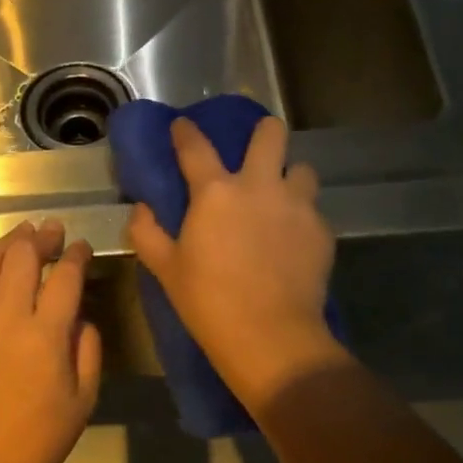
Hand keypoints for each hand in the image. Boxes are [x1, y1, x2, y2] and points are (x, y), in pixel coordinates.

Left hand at [0, 220, 101, 462]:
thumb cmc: (40, 437)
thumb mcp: (84, 397)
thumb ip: (88, 348)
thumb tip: (79, 316)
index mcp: (45, 334)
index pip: (64, 276)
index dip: (76, 255)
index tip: (82, 247)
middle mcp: (6, 317)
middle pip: (22, 256)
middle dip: (41, 237)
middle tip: (51, 231)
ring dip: (5, 242)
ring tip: (19, 236)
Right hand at [127, 117, 350, 415]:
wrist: (271, 337)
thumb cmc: (208, 301)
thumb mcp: (166, 269)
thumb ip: (147, 233)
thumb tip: (141, 208)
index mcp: (215, 191)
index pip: (196, 146)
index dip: (186, 131)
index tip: (182, 125)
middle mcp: (259, 186)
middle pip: (270, 134)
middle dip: (264, 132)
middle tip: (257, 148)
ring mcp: (296, 205)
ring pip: (302, 168)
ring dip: (290, 176)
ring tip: (281, 197)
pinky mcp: (321, 230)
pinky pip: (313, 209)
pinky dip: (302, 216)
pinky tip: (294, 238)